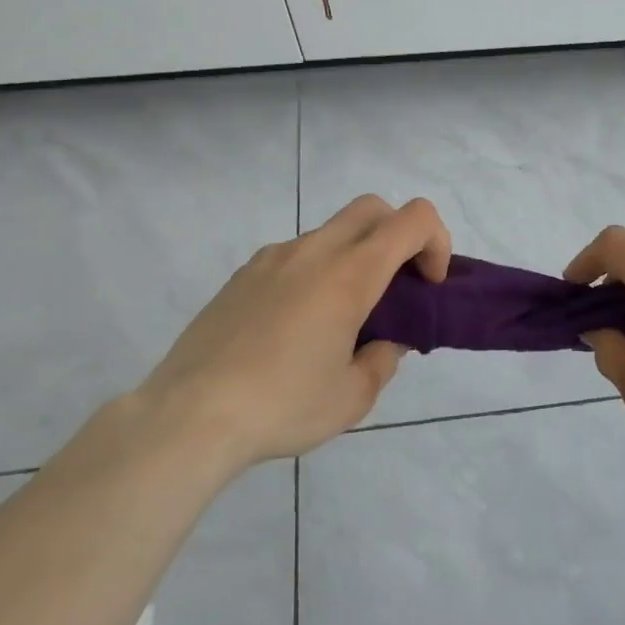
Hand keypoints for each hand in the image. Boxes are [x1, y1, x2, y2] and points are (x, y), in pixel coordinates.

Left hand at [137, 194, 449, 471]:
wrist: (189, 416)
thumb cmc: (282, 406)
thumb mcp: (352, 397)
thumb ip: (383, 360)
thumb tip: (386, 341)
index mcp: (350, 274)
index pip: (413, 219)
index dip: (436, 243)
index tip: (428, 286)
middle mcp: (314, 251)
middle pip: (373, 208)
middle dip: (399, 235)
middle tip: (395, 286)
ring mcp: (274, 257)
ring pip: (332, 231)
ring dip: (355, 255)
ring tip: (342, 317)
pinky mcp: (244, 274)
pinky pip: (295, 254)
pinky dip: (316, 271)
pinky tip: (297, 325)